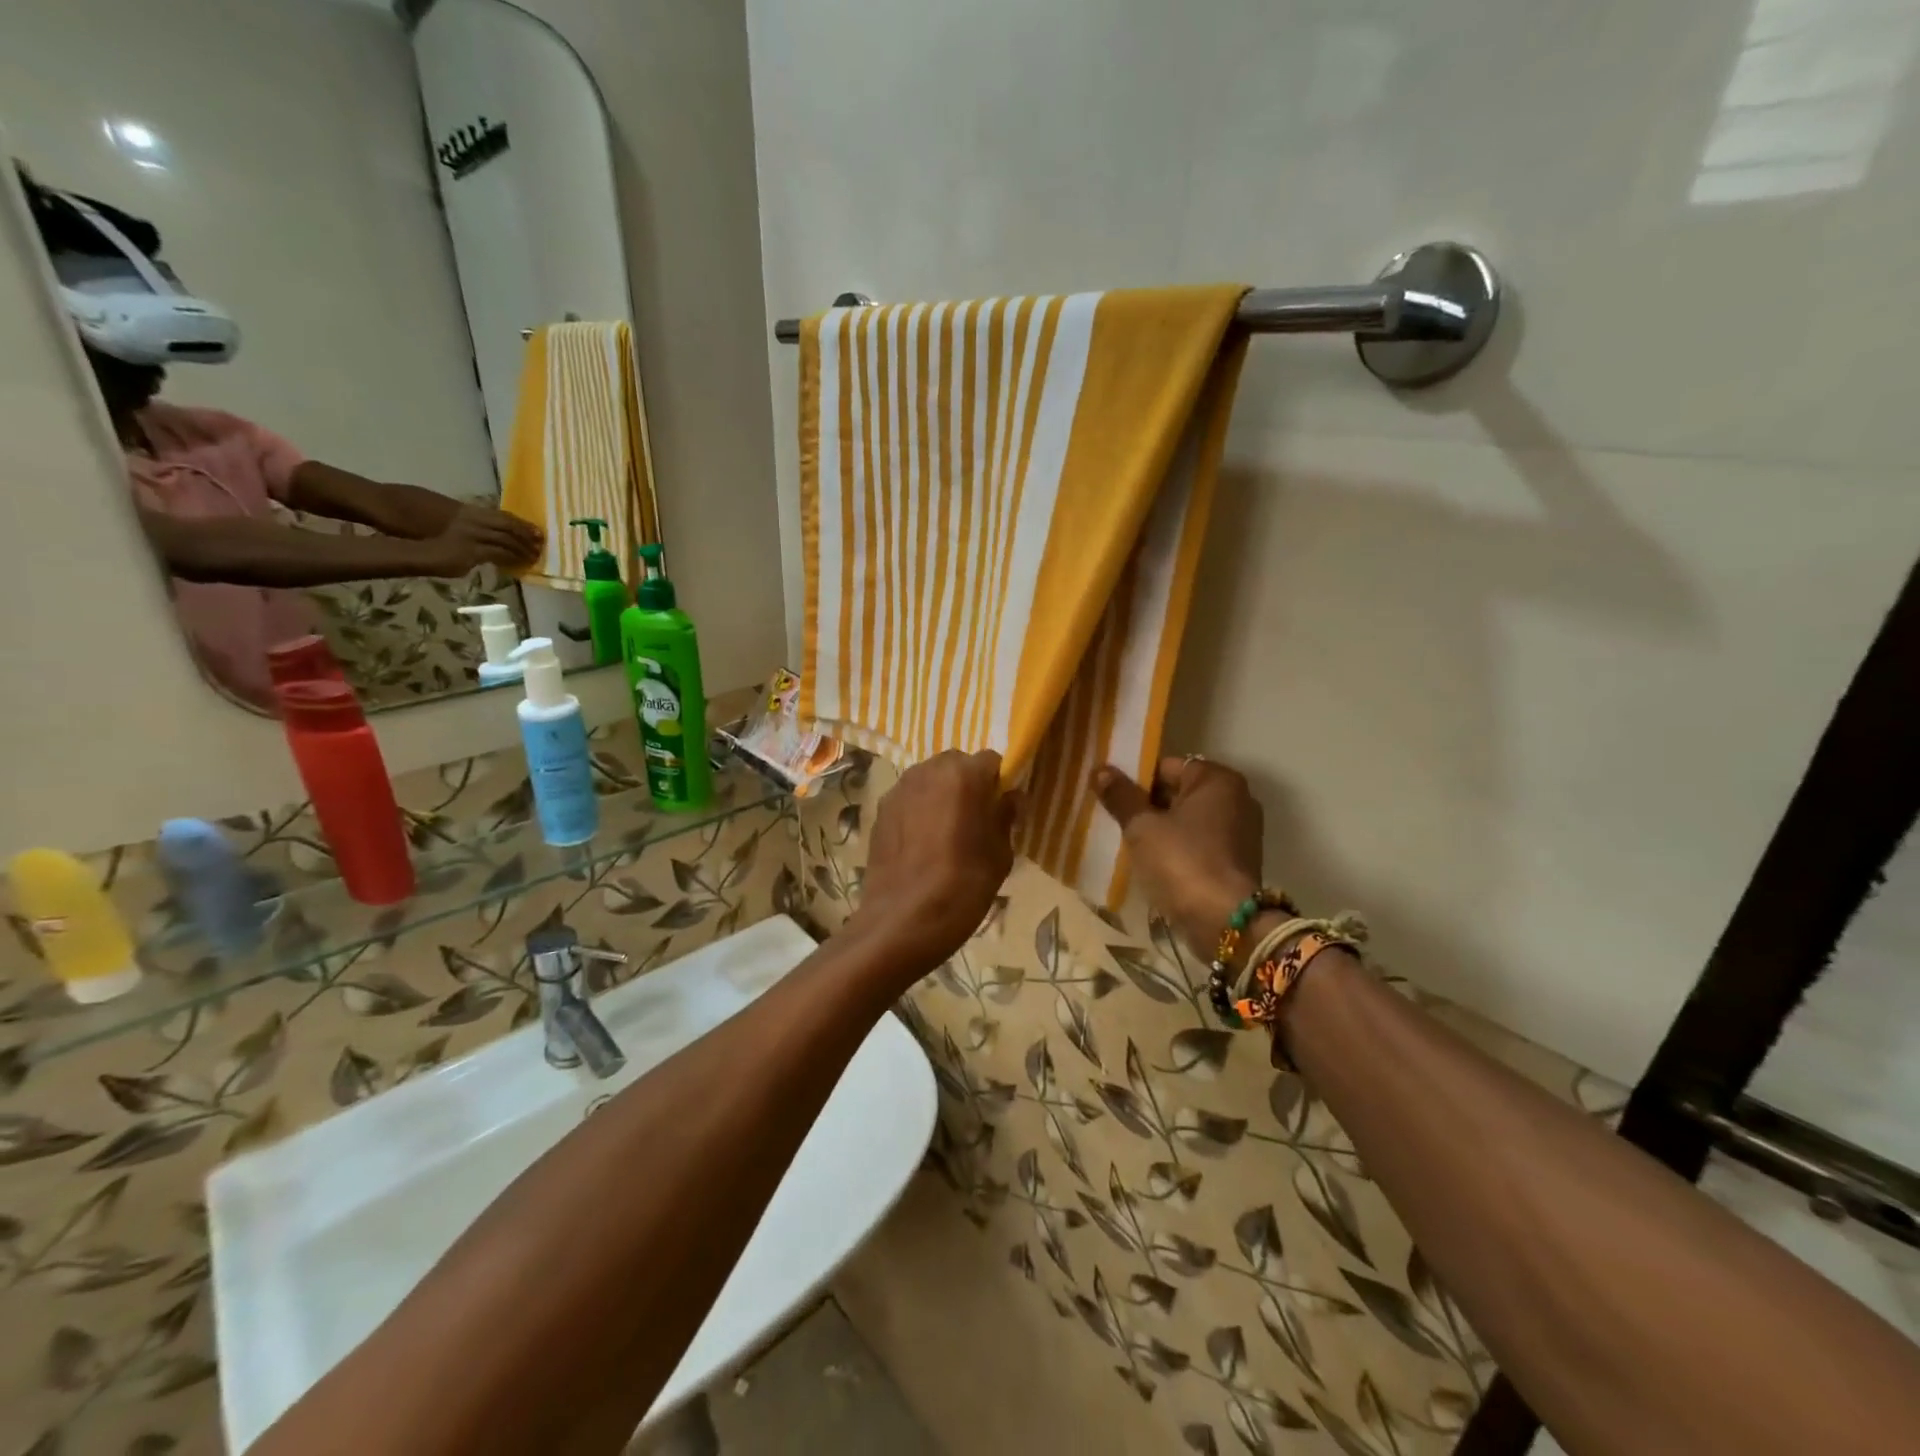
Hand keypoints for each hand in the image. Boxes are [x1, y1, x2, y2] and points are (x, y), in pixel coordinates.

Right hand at [419, 507, 542, 576]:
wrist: (419, 552)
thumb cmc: (435, 543)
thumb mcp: (458, 532)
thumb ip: (477, 534)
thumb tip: (494, 544)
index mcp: (470, 513)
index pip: (503, 516)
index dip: (522, 523)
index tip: (537, 531)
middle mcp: (474, 521)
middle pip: (508, 526)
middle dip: (526, 535)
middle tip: (540, 544)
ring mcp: (473, 535)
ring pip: (506, 540)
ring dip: (522, 549)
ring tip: (533, 557)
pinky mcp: (473, 550)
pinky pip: (499, 553)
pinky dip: (512, 558)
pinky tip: (519, 563)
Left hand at [847, 750, 1019, 972]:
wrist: (904, 920)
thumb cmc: (963, 885)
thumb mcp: (1000, 854)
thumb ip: (1006, 817)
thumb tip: (1011, 798)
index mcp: (964, 775)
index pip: (991, 761)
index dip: (999, 781)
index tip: (1002, 807)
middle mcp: (928, 770)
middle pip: (956, 764)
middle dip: (968, 783)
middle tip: (975, 818)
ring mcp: (899, 789)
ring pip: (929, 779)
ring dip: (941, 794)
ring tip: (946, 831)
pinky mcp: (880, 810)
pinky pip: (908, 798)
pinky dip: (918, 809)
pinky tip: (922, 843)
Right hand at [1092, 757, 1263, 959]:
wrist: (1224, 923)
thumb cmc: (1182, 862)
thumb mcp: (1142, 827)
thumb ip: (1121, 796)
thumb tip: (1100, 770)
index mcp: (1217, 780)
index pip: (1167, 766)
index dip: (1135, 778)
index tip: (1110, 795)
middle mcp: (1236, 798)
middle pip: (1178, 792)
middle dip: (1145, 804)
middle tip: (1112, 818)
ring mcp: (1240, 831)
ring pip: (1186, 820)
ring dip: (1159, 828)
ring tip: (1125, 841)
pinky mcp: (1236, 861)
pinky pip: (1198, 843)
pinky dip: (1176, 848)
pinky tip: (1149, 862)